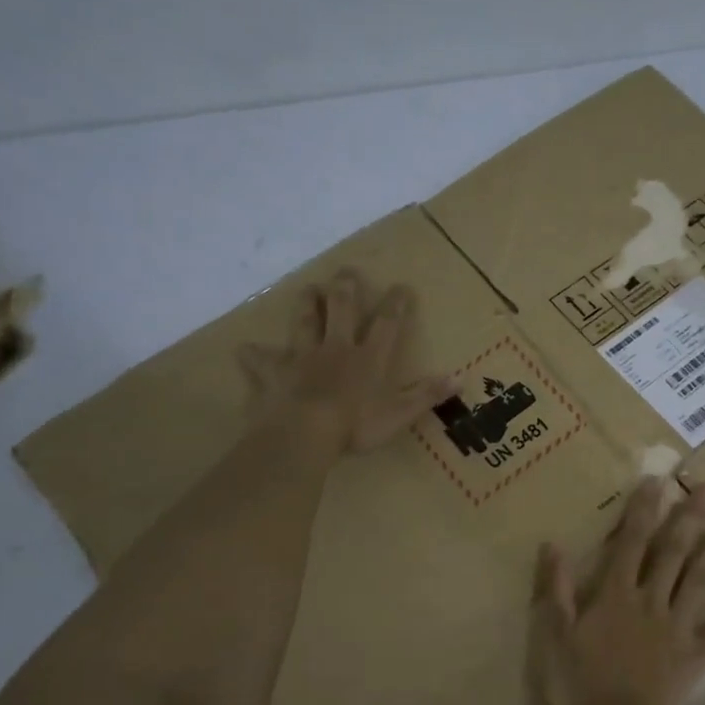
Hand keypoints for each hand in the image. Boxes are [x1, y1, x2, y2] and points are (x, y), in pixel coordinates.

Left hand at [240, 269, 454, 454]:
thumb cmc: (356, 425)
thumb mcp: (400, 413)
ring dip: (307, 306)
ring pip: (304, 323)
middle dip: (345, 290)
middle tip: (346, 272)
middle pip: (341, 311)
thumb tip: (460, 378)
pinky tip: (244, 349)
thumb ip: (427, 395)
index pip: (386, 324)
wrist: (305, 432)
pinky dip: (254, 355)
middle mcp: (336, 349)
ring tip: (308, 289)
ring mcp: (303, 358)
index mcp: (368, 358)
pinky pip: (262, 361)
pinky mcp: (275, 374)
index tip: (401, 286)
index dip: (396, 305)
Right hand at [530, 478, 704, 704]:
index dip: (642, 509)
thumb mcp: (555, 635)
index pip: (629, 542)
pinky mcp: (695, 653)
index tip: (656, 481)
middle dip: (688, 516)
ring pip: (700, 579)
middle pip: (672, 551)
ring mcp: (677, 626)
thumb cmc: (581, 683)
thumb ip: (556, 589)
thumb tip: (553, 545)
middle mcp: (651, 600)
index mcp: (616, 594)